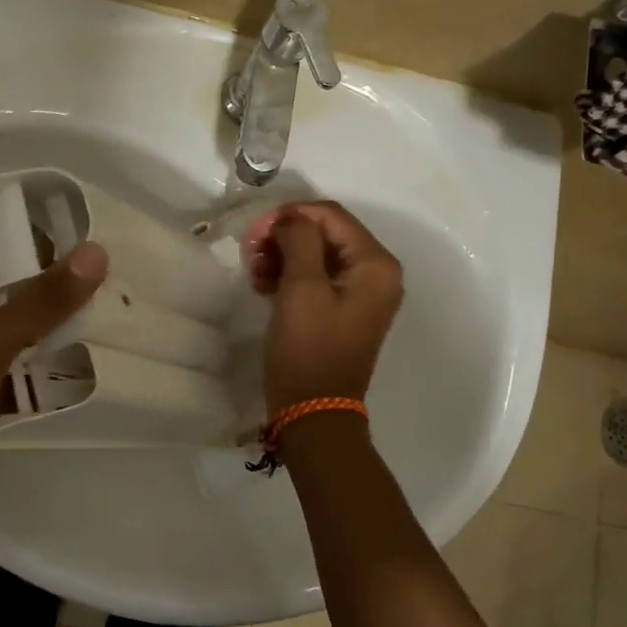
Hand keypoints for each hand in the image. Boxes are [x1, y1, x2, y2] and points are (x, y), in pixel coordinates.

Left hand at [0, 220, 106, 548]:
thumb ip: (41, 300)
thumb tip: (95, 253)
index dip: (38, 228)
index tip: (94, 236)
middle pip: (14, 276)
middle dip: (60, 279)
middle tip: (117, 280)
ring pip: (26, 320)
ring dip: (63, 321)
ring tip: (119, 315)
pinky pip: (28, 359)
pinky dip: (55, 359)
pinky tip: (98, 358)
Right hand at [244, 201, 402, 414]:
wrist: (313, 412)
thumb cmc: (309, 349)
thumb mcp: (302, 288)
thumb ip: (299, 239)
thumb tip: (291, 218)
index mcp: (375, 264)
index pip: (332, 216)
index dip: (291, 214)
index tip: (255, 231)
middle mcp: (376, 273)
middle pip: (325, 233)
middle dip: (285, 236)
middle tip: (250, 252)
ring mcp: (361, 293)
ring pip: (317, 254)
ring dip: (283, 255)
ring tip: (254, 271)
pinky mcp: (343, 310)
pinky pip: (317, 278)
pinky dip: (289, 275)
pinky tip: (263, 285)